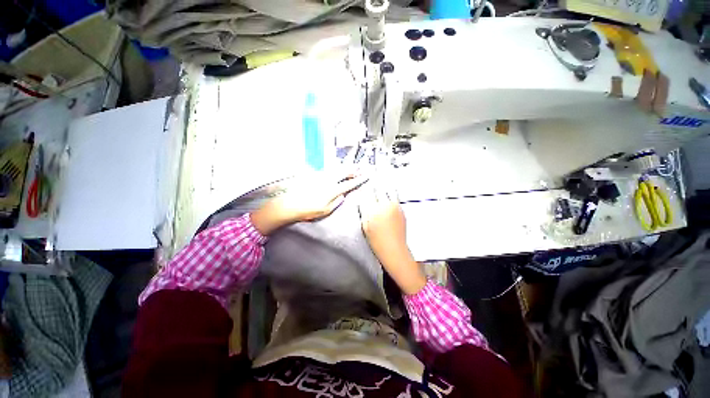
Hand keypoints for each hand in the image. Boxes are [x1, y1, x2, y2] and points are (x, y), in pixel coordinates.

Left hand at [251, 172, 367, 234]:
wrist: (289, 204)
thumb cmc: (308, 210)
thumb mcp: (325, 210)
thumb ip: (337, 202)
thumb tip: (343, 195)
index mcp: (332, 190)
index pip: (349, 184)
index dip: (359, 180)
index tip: (366, 176)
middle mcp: (328, 180)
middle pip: (343, 172)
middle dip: (353, 170)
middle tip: (360, 168)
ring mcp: (321, 176)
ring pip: (336, 169)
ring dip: (345, 167)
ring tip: (352, 166)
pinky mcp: (314, 175)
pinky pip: (328, 170)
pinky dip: (335, 168)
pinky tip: (337, 168)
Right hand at [358, 181, 426, 294]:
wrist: (394, 249)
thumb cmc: (376, 240)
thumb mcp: (365, 226)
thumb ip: (364, 210)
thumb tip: (364, 198)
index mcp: (373, 210)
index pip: (368, 193)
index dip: (366, 186)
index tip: (364, 180)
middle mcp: (384, 205)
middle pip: (379, 188)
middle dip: (375, 182)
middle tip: (372, 175)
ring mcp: (395, 206)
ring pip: (389, 189)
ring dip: (384, 184)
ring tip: (382, 176)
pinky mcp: (401, 209)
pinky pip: (395, 196)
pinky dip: (390, 191)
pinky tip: (388, 189)